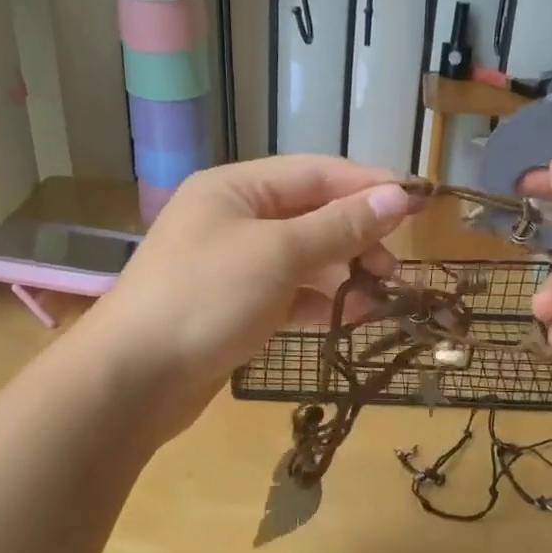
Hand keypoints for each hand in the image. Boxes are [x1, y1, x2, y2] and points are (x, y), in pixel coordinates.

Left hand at [78, 157, 412, 439]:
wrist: (133, 380)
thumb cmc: (205, 298)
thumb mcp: (278, 254)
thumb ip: (340, 226)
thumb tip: (398, 198)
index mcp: (236, 188)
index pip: (317, 173)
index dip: (370, 186)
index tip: (419, 203)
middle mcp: (233, 218)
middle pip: (311, 215)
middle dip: (357, 236)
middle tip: (394, 268)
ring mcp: (231, 265)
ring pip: (303, 257)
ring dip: (343, 272)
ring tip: (379, 295)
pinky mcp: (233, 307)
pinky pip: (287, 293)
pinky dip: (317, 301)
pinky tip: (347, 317)